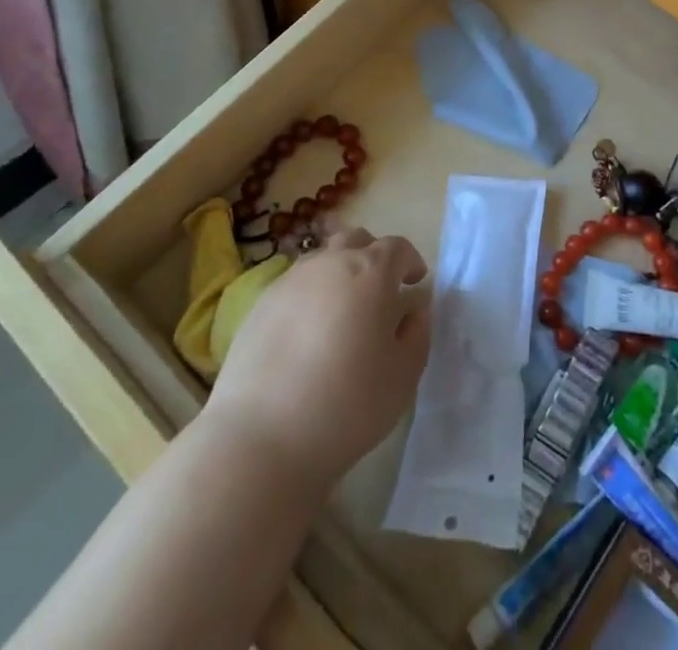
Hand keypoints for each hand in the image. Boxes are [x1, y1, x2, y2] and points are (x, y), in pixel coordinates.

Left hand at [203, 229, 430, 492]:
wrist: (262, 436)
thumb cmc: (348, 404)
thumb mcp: (403, 376)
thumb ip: (416, 334)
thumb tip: (413, 311)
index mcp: (372, 271)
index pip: (397, 248)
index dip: (410, 262)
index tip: (414, 283)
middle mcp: (331, 262)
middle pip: (357, 241)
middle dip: (373, 257)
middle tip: (379, 292)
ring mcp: (292, 279)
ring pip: (323, 259)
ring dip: (339, 274)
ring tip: (342, 312)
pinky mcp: (260, 303)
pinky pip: (295, 285)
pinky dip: (309, 296)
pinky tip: (307, 333)